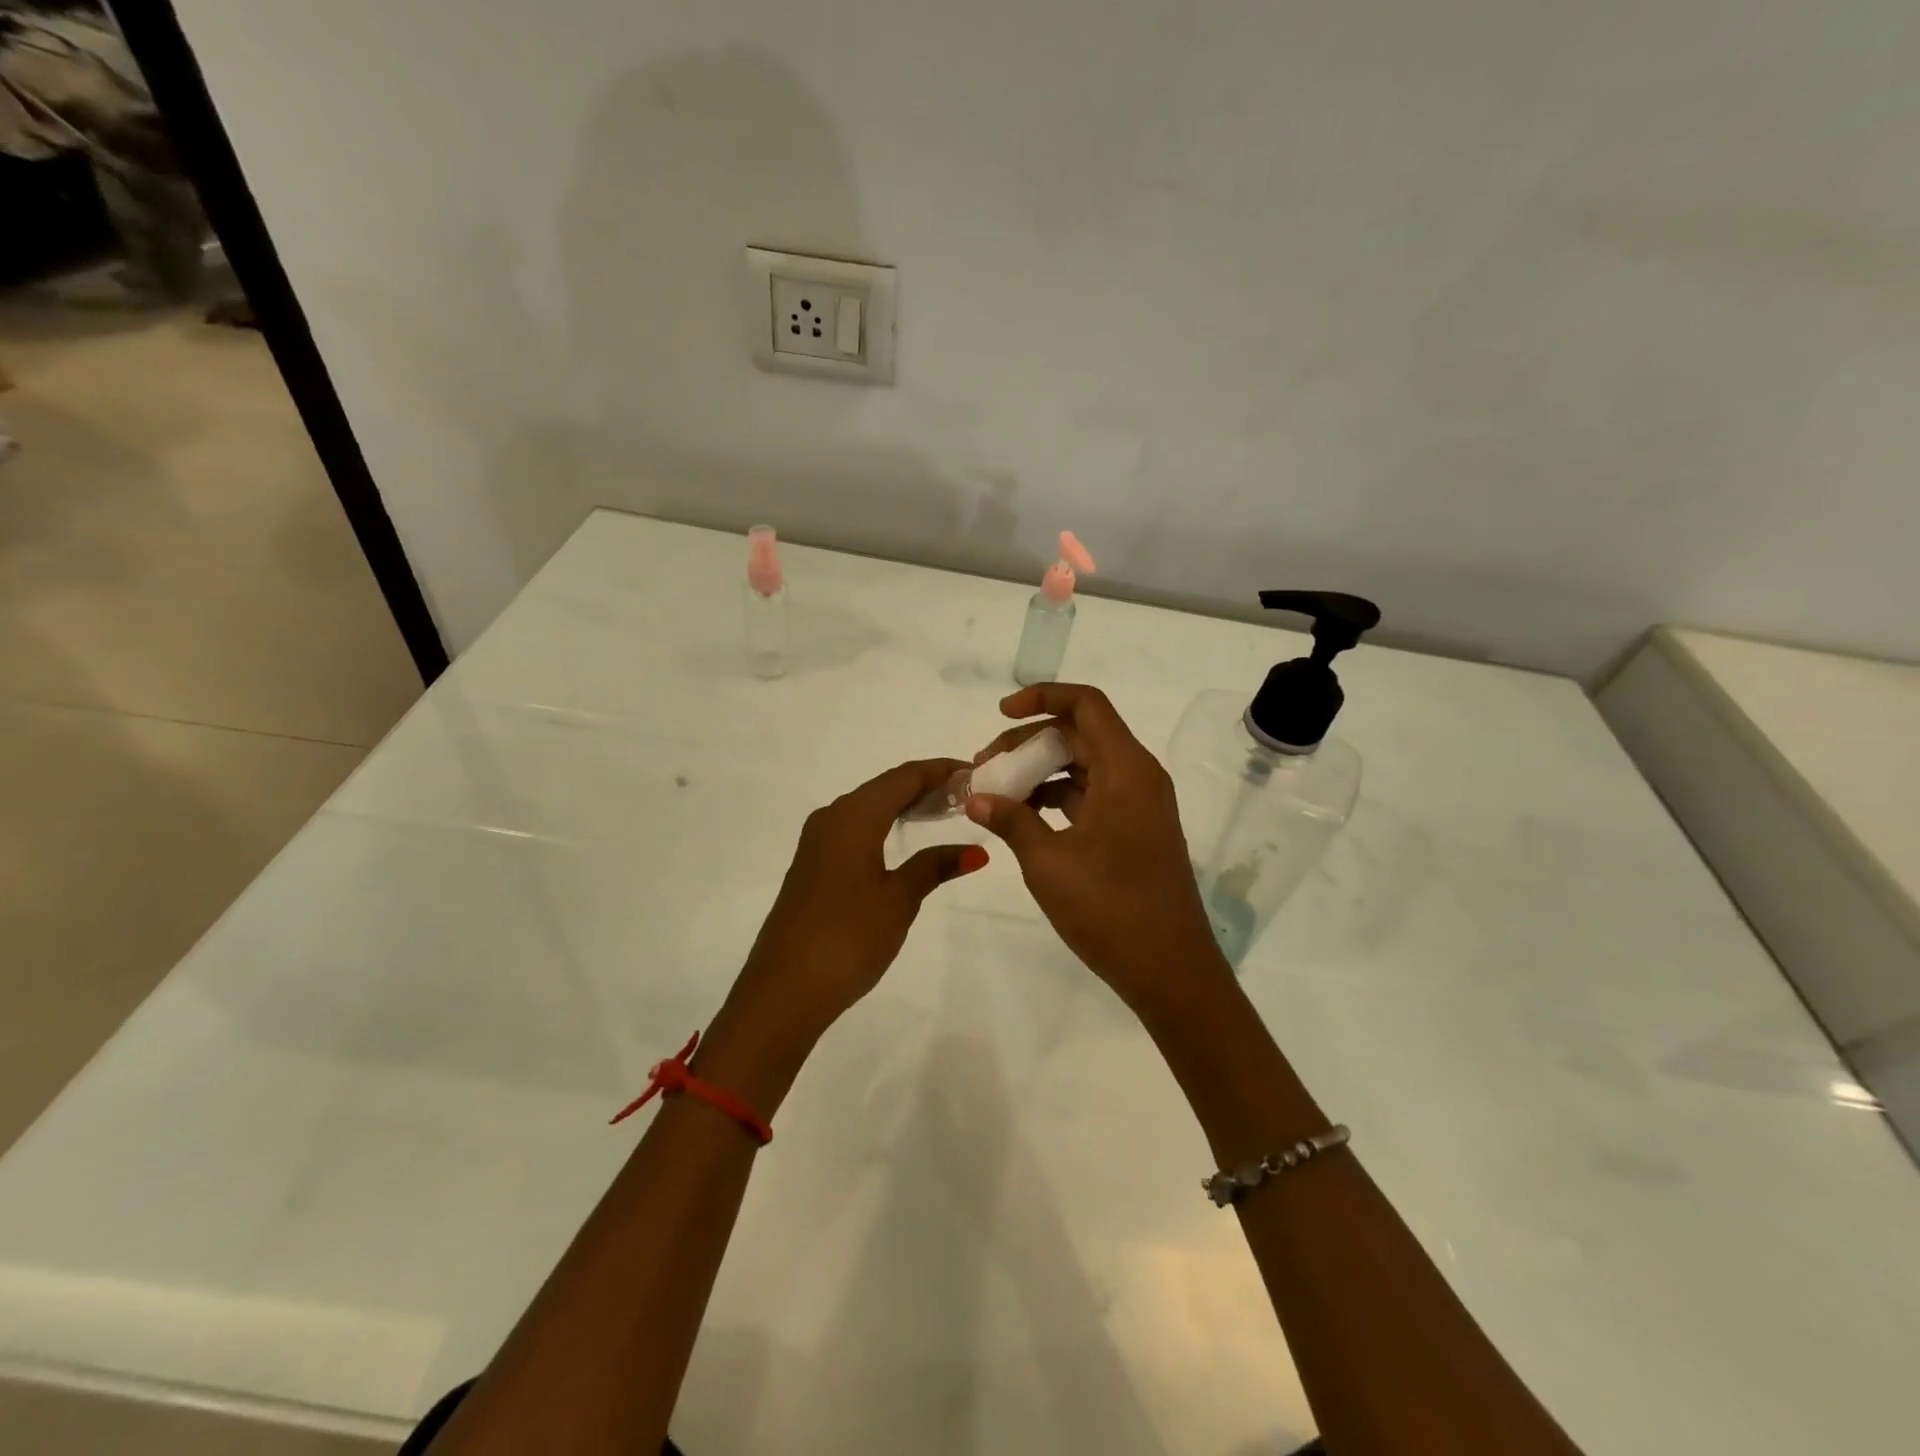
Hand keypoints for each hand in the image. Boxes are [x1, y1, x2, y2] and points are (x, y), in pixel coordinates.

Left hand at [725, 758, 987, 1048]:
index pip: (903, 777)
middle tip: (967, 793)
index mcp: (854, 816)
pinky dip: (884, 825)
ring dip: (903, 805)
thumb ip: (934, 866)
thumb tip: (975, 851)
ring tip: (945, 812)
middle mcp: (832, 817)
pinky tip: (904, 840)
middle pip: (884, 787)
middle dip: (925, 785)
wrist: (784, 989)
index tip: (975, 771)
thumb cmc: (848, 937)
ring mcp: (817, 842)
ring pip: (868, 807)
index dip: (939, 770)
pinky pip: (855, 828)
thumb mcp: (898, 900)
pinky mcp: (812, 865)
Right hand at [966, 684, 1227, 1016]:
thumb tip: (975, 797)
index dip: (1042, 697)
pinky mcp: (1134, 831)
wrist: (1170, 969)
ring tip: (997, 794)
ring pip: (1084, 766)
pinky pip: (1091, 795)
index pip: (1086, 705)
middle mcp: (1138, 777)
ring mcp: (1138, 805)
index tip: (1001, 713)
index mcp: (1126, 769)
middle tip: (986, 766)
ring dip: (1040, 771)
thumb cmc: (1110, 907)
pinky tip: (1024, 818)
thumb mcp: (1048, 861)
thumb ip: (1011, 820)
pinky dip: (1057, 797)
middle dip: (1029, 741)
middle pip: (1080, 734)